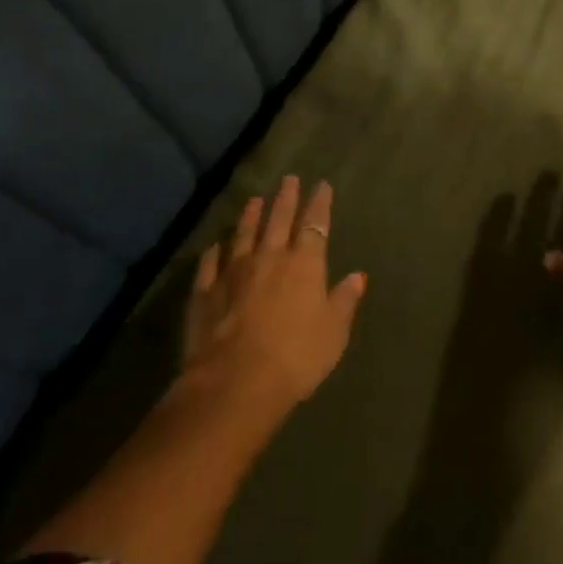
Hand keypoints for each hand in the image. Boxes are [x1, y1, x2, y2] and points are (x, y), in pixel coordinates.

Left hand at [181, 176, 367, 412]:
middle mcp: (269, 258)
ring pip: (243, 235)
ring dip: (250, 216)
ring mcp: (233, 273)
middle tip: (288, 179)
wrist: (235, 384)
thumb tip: (357, 276)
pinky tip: (214, 245)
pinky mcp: (205, 293)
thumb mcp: (334, 332)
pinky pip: (209, 265)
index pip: (315, 224)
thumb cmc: (296, 358)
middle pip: (278, 220)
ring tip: (255, 199)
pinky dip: (213, 252)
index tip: (322, 185)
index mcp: (305, 265)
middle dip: (285, 198)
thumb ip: (344, 301)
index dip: (319, 204)